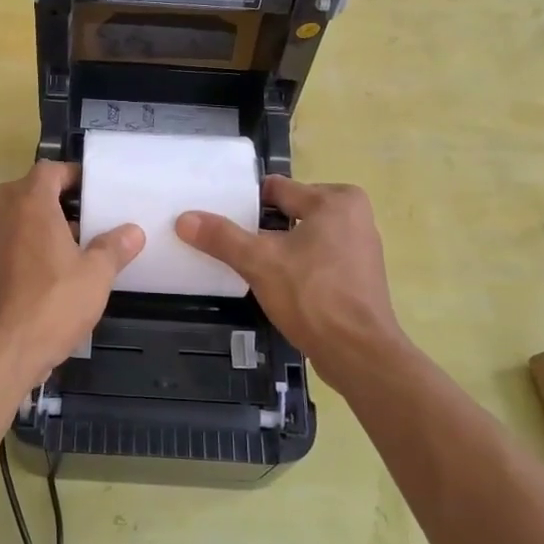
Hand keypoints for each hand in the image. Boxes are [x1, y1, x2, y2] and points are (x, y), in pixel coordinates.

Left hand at [0, 161, 144, 386]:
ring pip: (23, 215)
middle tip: (92, 213)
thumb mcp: (96, 273)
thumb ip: (114, 247)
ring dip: (49, 221)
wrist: (8, 347)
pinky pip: (17, 238)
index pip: (50, 170)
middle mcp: (6, 213)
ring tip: (85, 239)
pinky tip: (65, 265)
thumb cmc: (54, 301)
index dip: (74, 175)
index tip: (98, 190)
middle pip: (32, 189)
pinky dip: (37, 241)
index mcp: (30, 202)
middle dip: (61, 198)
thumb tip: (133, 232)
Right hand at [177, 177, 406, 393]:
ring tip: (247, 262)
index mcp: (335, 200)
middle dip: (261, 226)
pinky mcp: (358, 276)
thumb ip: (221, 237)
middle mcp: (354, 216)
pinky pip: (317, 258)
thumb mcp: (259, 262)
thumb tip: (184, 219)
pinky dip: (296, 265)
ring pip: (303, 236)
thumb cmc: (312, 296)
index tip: (219, 217)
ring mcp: (359, 247)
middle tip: (229, 241)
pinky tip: (274, 283)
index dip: (246, 203)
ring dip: (278, 248)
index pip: (277, 189)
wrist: (359, 354)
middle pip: (290, 212)